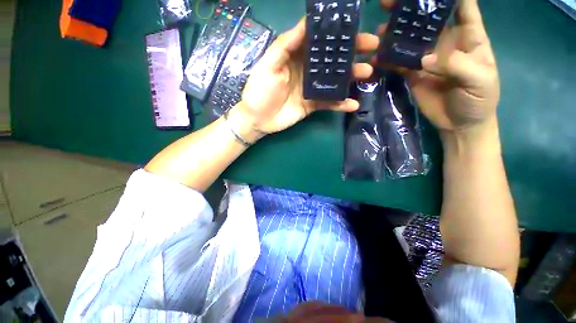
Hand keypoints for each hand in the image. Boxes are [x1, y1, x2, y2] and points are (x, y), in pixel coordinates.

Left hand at [239, 19, 379, 133]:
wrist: (258, 119)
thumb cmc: (260, 90)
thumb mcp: (269, 64)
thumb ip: (286, 45)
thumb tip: (306, 23)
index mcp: (296, 56)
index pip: (319, 40)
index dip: (336, 33)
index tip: (354, 26)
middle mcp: (307, 70)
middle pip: (331, 59)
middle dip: (351, 52)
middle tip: (371, 48)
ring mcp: (311, 89)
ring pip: (334, 80)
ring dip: (351, 77)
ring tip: (367, 73)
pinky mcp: (312, 105)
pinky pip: (329, 103)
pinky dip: (341, 104)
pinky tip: (353, 104)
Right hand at [377, 0, 499, 136]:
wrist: (460, 123)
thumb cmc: (479, 99)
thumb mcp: (479, 80)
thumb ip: (456, 65)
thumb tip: (425, 58)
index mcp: (469, 37)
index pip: (462, 6)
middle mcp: (446, 42)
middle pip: (429, 19)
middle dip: (412, 8)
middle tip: (391, 3)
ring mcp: (427, 58)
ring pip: (410, 40)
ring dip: (396, 33)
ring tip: (379, 28)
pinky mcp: (413, 74)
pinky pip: (399, 63)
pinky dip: (388, 59)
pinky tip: (377, 56)